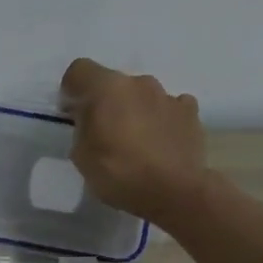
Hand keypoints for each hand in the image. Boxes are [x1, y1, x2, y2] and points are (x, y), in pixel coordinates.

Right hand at [60, 58, 206, 223]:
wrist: (174, 192)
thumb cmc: (120, 174)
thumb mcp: (82, 156)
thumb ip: (81, 128)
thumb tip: (88, 118)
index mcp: (107, 88)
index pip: (79, 70)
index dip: (72, 90)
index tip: (72, 114)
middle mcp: (139, 83)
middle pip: (114, 84)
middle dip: (106, 102)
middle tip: (104, 133)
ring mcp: (168, 96)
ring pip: (143, 95)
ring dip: (135, 110)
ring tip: (137, 141)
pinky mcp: (190, 113)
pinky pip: (170, 107)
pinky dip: (162, 119)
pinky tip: (161, 141)